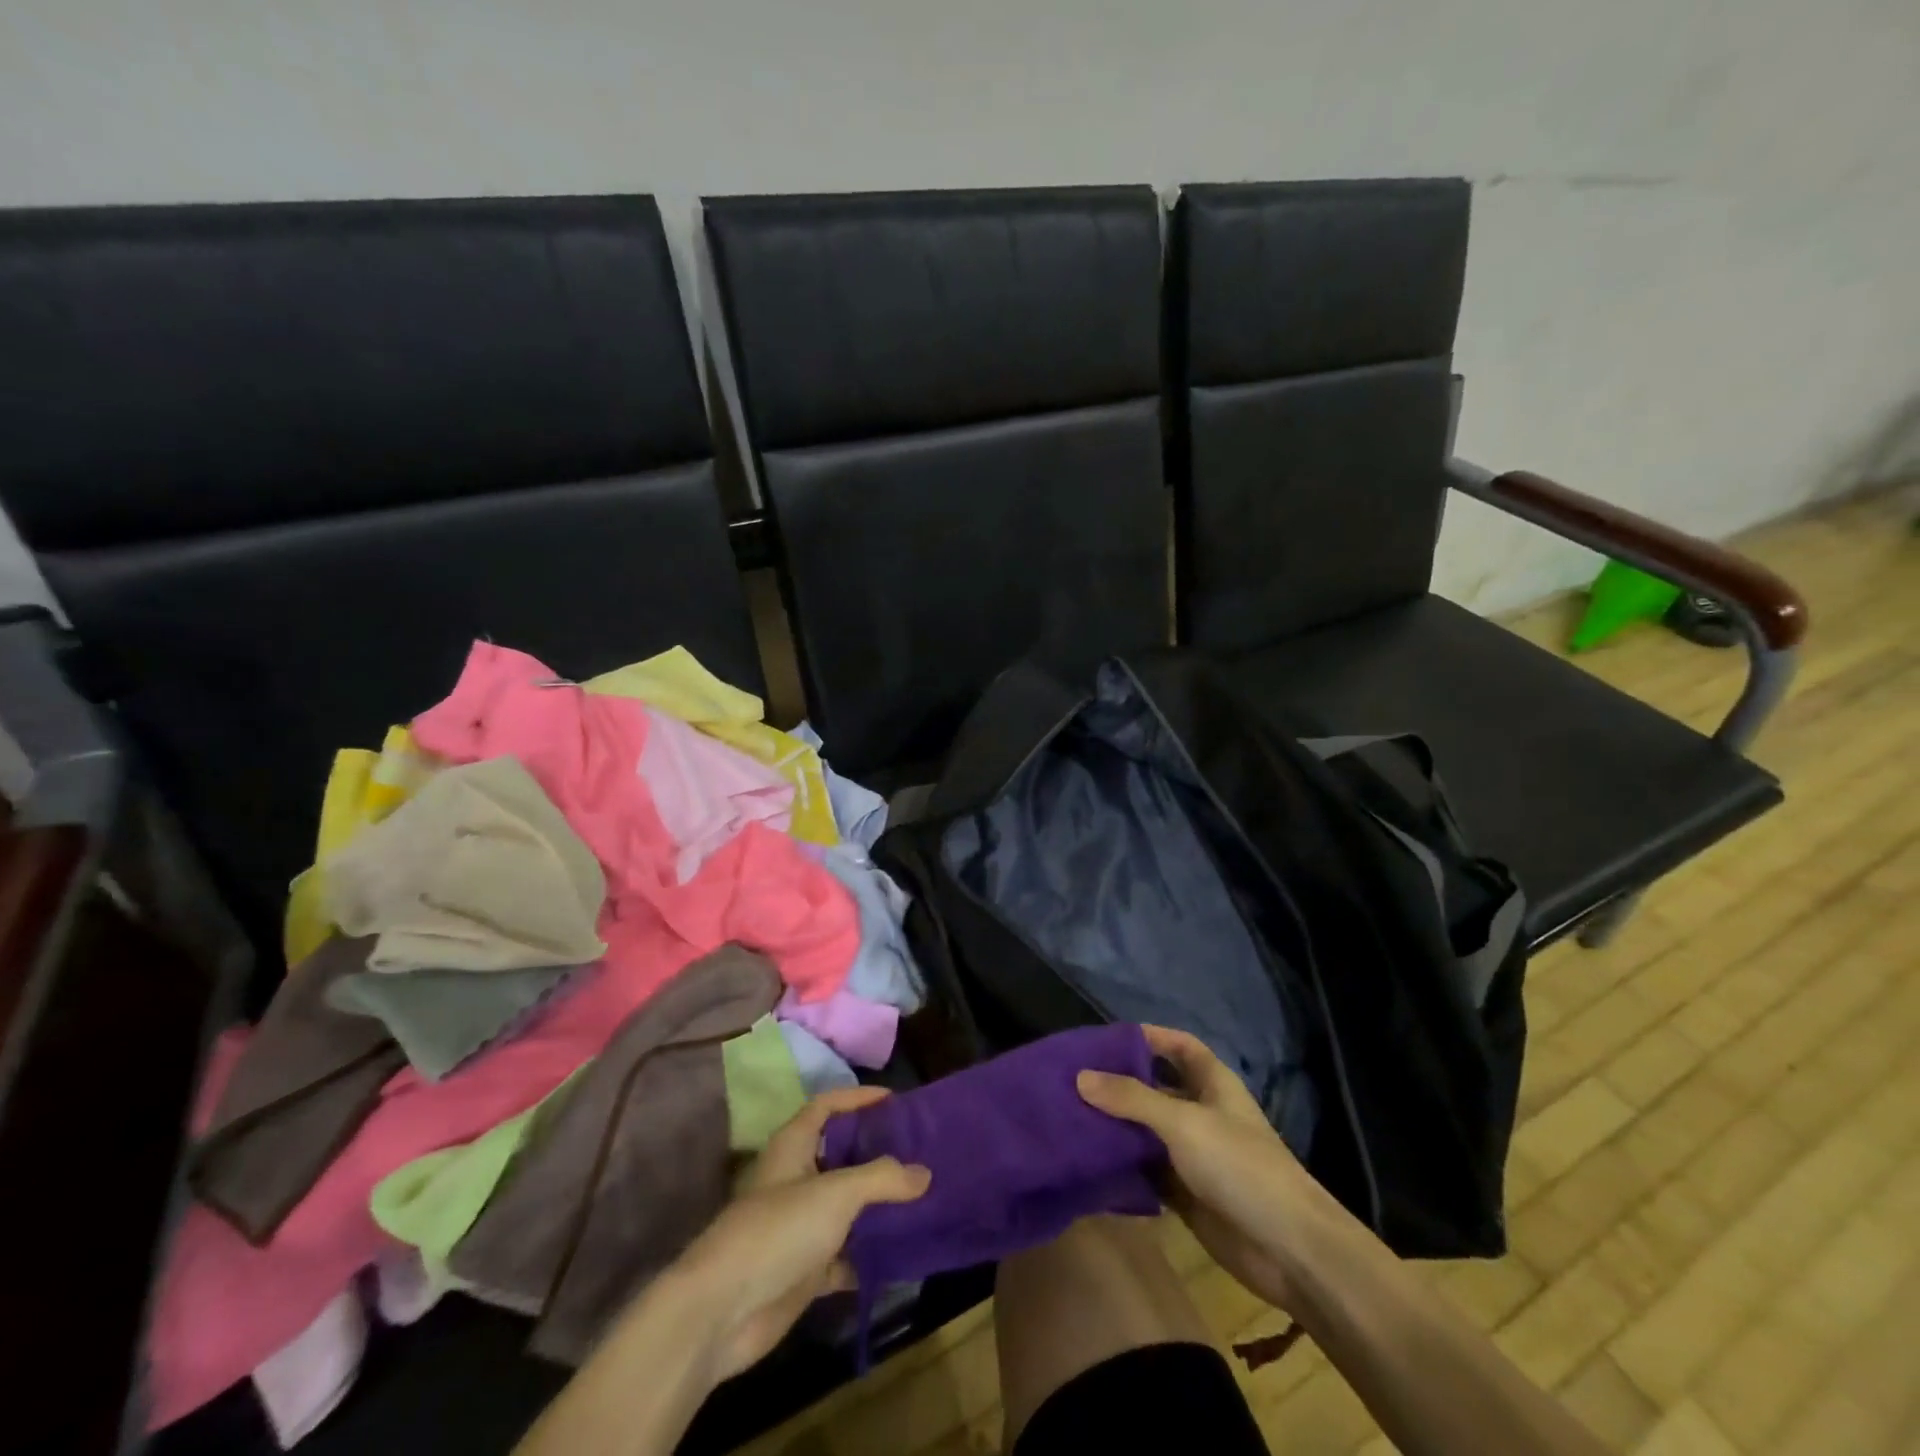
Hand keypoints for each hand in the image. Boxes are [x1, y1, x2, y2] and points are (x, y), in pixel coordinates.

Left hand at [667, 1086, 930, 1380]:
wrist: (720, 1313)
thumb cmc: (777, 1231)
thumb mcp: (836, 1194)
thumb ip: (882, 1178)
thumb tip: (924, 1172)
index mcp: (793, 1146)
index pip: (827, 1106)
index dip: (857, 1098)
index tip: (895, 1101)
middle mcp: (795, 1179)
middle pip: (841, 1155)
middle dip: (876, 1152)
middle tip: (919, 1151)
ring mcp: (799, 1227)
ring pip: (846, 1207)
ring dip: (878, 1206)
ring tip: (921, 1199)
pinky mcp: (803, 1270)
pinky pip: (845, 1255)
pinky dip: (870, 1254)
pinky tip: (902, 1254)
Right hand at [1078, 1025, 1324, 1311]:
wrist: (1288, 1250)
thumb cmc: (1240, 1166)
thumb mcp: (1183, 1123)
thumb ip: (1131, 1099)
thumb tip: (1080, 1077)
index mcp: (1212, 1084)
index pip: (1179, 1046)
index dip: (1149, 1037)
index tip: (1106, 1039)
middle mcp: (1202, 1113)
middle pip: (1156, 1088)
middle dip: (1120, 1083)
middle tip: (1073, 1079)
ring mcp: (1194, 1155)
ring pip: (1147, 1131)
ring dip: (1116, 1126)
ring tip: (1069, 1117)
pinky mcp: (1186, 1192)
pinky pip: (1147, 1170)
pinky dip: (1123, 1166)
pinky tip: (1088, 1161)